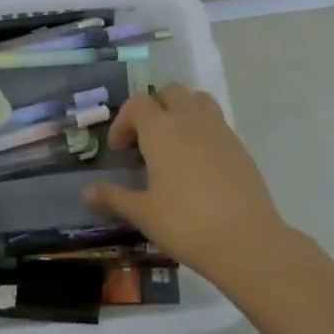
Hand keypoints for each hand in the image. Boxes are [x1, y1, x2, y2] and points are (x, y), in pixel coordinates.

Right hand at [86, 84, 296, 289]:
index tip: (119, 151)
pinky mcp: (240, 147)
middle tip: (145, 142)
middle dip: (153, 109)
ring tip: (174, 144)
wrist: (246, 241)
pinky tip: (199, 165)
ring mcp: (220, 130)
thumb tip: (86, 192)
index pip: (137, 104)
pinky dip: (203, 131)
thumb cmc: (186, 224)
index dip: (123, 122)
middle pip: (169, 92)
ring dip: (181, 111)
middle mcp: (190, 119)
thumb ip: (113, 198)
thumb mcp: (143, 213)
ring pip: (197, 100)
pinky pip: (217, 123)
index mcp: (161, 130)